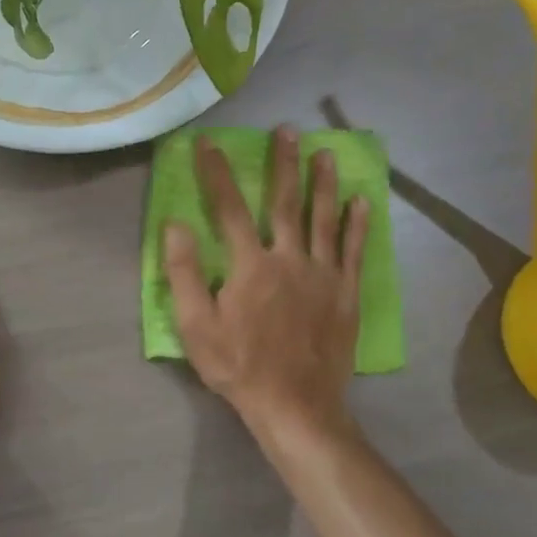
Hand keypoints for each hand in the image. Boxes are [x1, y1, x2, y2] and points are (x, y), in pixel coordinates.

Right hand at [163, 128, 367, 443]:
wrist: (295, 405)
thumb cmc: (238, 366)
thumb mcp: (196, 326)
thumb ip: (183, 273)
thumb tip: (175, 225)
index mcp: (250, 265)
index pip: (228, 208)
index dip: (217, 172)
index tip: (209, 143)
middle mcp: (289, 258)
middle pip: (285, 202)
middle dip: (284, 164)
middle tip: (288, 131)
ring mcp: (323, 274)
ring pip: (324, 218)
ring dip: (323, 183)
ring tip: (326, 153)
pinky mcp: (346, 293)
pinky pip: (355, 250)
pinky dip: (358, 224)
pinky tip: (361, 201)